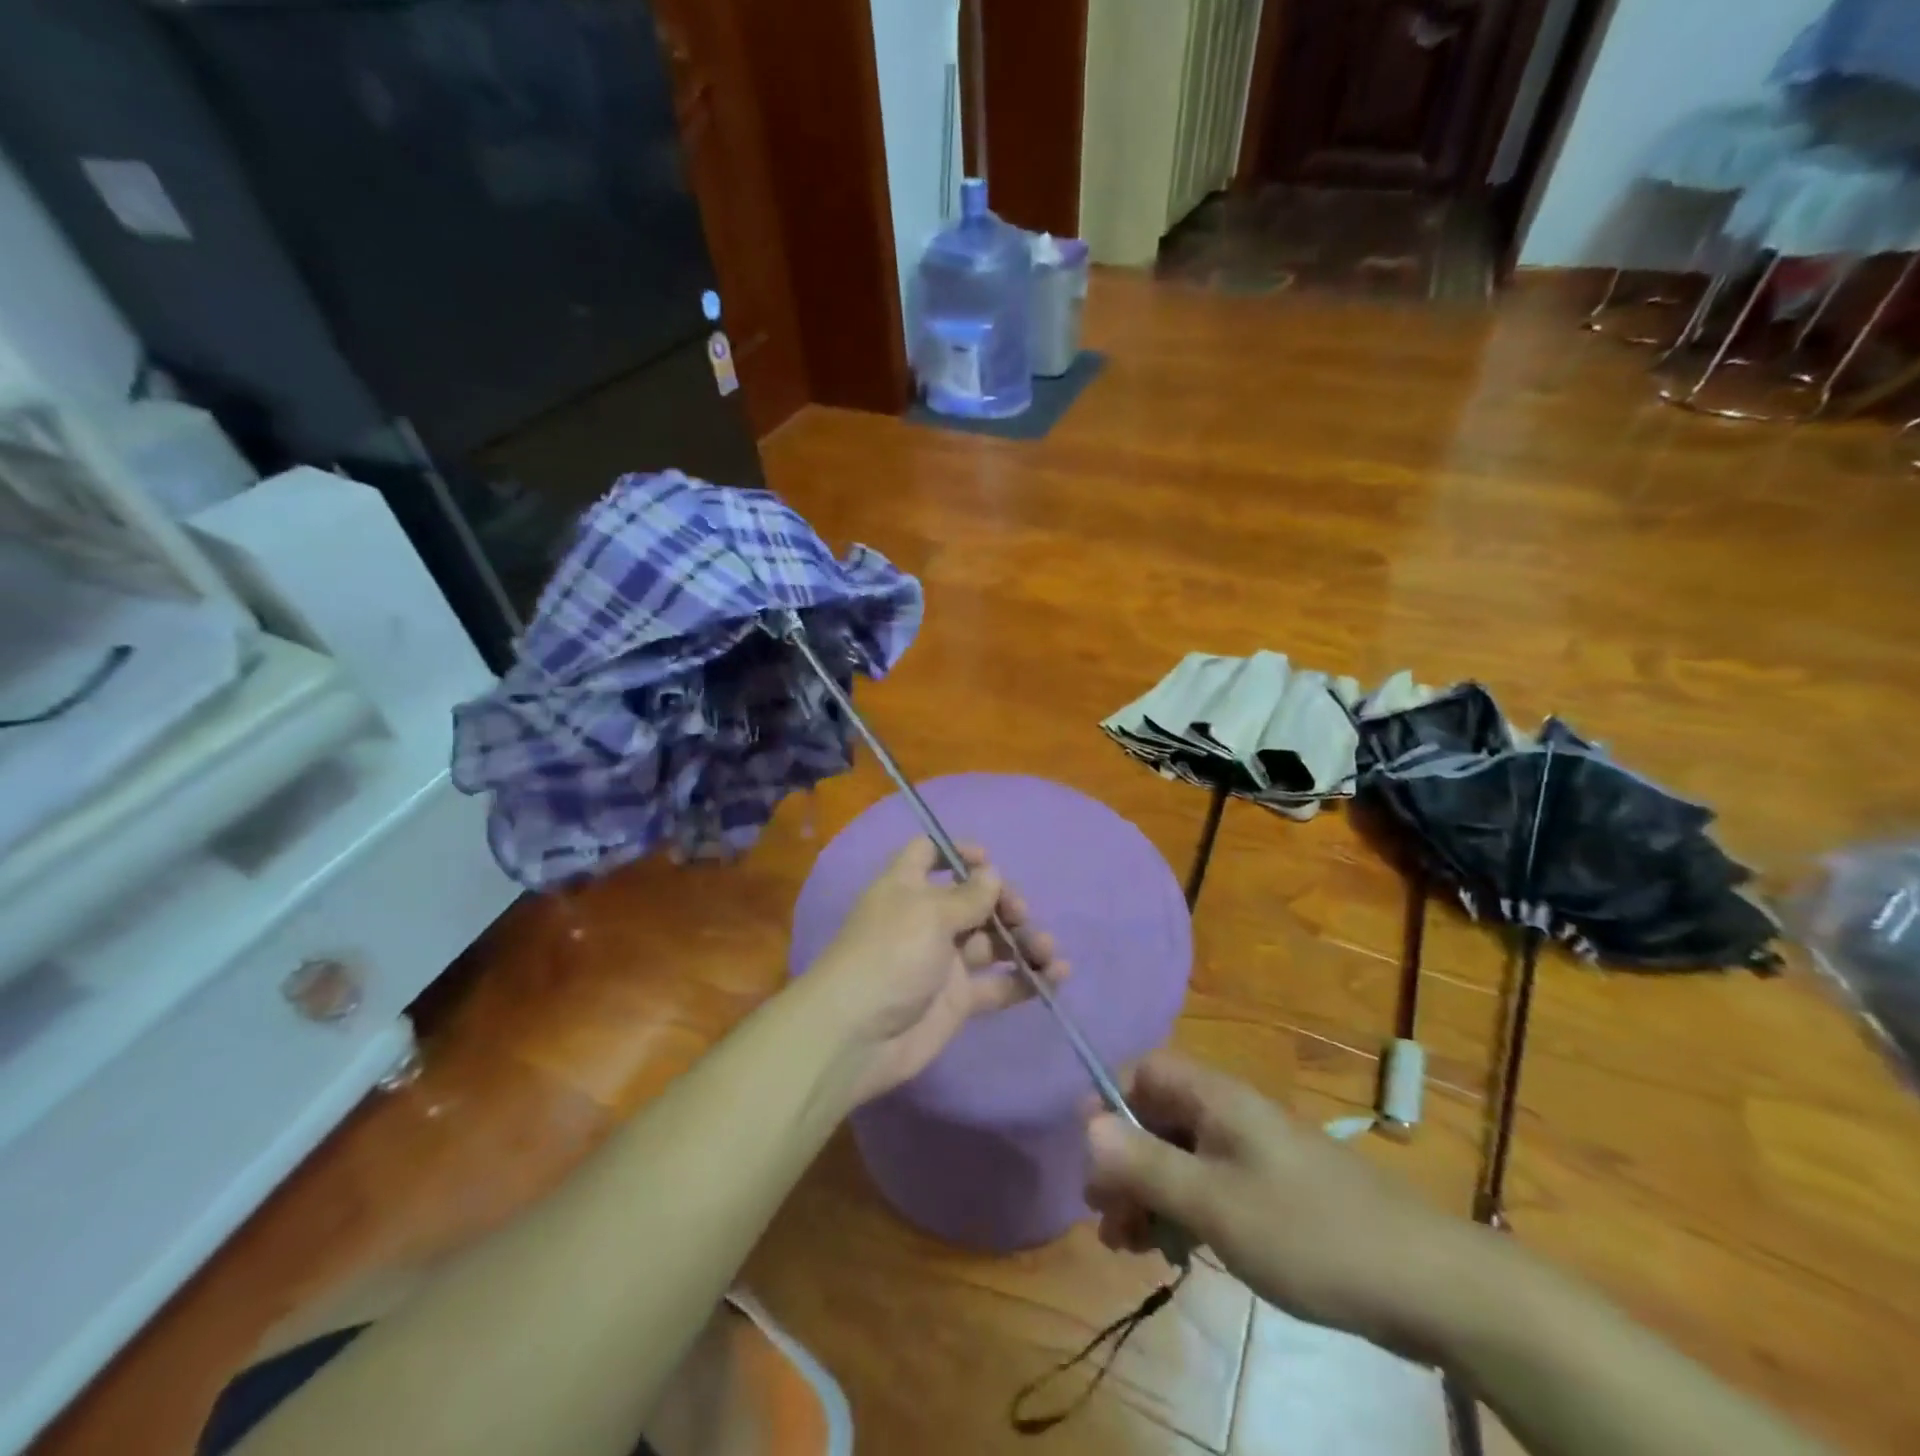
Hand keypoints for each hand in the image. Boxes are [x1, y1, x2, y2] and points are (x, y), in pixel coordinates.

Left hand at [806, 838, 1067, 1104]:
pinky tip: (1055, 977)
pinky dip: (1027, 979)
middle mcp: (927, 920)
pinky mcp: (959, 1000)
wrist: (857, 1036)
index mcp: (908, 888)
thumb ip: (967, 896)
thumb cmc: (889, 956)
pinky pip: (999, 984)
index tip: (989, 860)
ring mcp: (944, 961)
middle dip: (1003, 901)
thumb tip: (992, 873)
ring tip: (1048, 951)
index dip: (957, 852)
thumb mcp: (928, 914)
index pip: (929, 854)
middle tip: (1019, 914)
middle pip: (972, 899)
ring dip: (1023, 941)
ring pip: (992, 942)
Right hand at [1085, 1052, 1487, 1359]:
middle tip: (1104, 1218)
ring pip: (1181, 1157)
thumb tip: (1085, 1127)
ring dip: (1149, 1193)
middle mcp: (1230, 1114)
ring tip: (1129, 1246)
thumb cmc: (1308, 1232)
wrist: (1427, 1283)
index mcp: (1216, 1098)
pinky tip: (1174, 1252)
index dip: (1110, 1104)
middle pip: (1157, 1118)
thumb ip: (1146, 1164)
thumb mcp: (1215, 1203)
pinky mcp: (1272, 1191)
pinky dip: (1183, 1211)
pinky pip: (1209, 1186)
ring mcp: (1253, 1153)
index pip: (1145, 1072)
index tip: (1089, 1156)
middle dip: (1124, 1162)